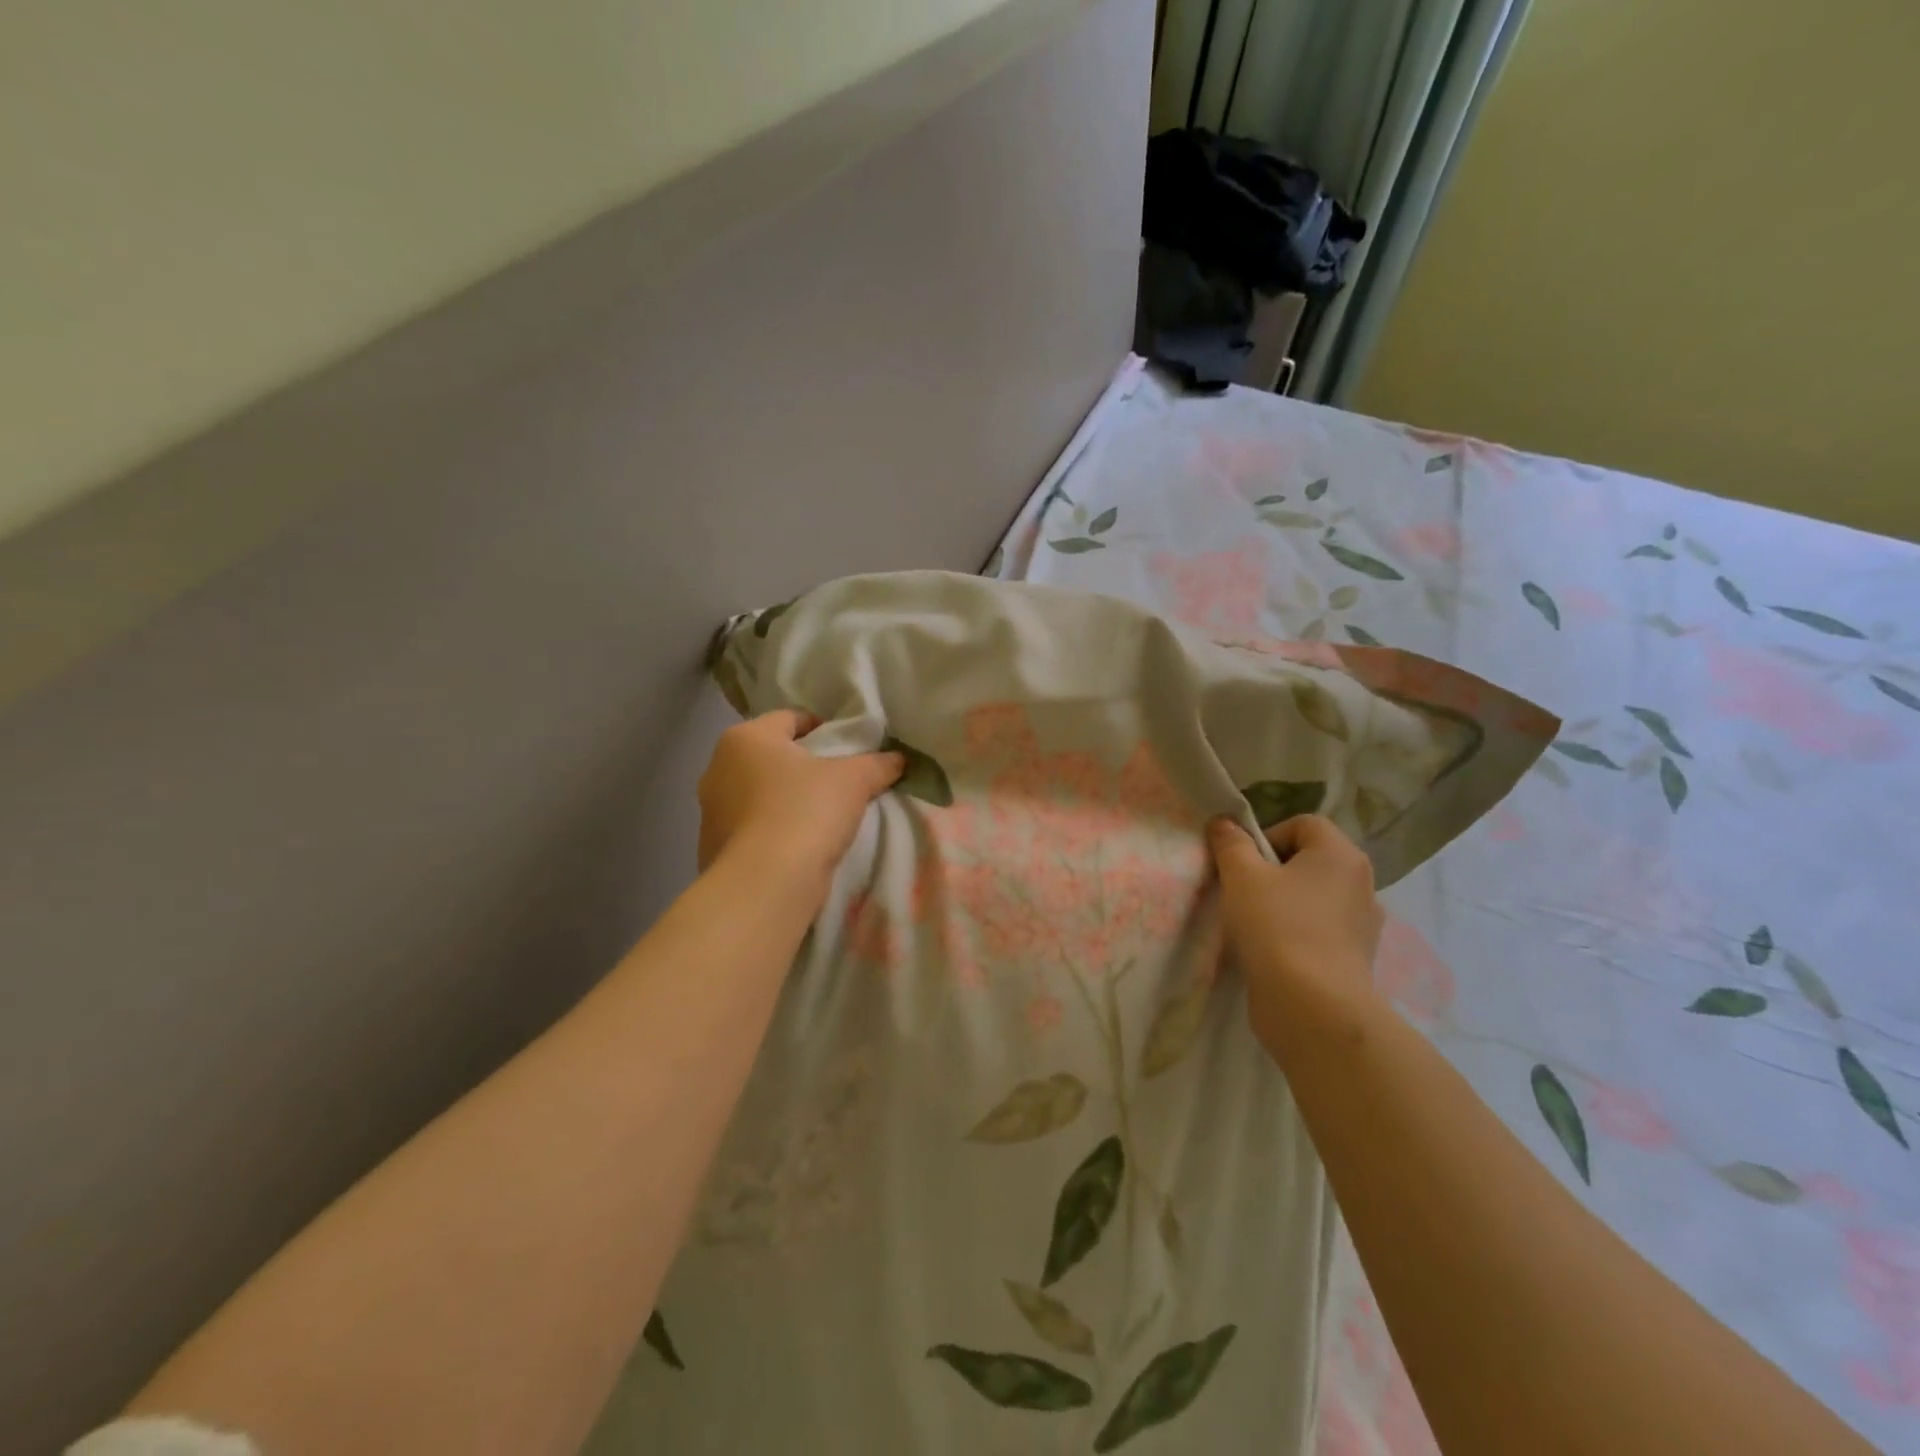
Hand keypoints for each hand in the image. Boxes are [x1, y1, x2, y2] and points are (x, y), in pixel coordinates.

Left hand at [697, 710, 904, 892]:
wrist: (765, 884)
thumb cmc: (806, 812)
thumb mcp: (854, 781)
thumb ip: (877, 764)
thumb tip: (898, 759)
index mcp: (746, 738)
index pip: (790, 718)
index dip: (824, 728)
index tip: (849, 747)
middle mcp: (718, 767)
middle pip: (772, 756)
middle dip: (803, 766)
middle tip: (838, 781)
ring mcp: (710, 810)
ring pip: (759, 793)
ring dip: (785, 799)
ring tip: (821, 816)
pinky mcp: (712, 847)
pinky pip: (751, 827)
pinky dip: (773, 829)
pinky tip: (799, 844)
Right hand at [1206, 814, 1383, 1060]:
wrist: (1313, 1007)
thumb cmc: (1277, 926)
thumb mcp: (1241, 875)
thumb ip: (1230, 843)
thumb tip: (1224, 822)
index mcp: (1341, 855)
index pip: (1303, 824)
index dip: (1267, 835)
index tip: (1243, 863)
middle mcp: (1361, 884)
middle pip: (1308, 861)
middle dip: (1271, 871)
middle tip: (1242, 892)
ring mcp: (1362, 925)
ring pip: (1313, 898)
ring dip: (1282, 904)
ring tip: (1253, 925)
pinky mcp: (1354, 959)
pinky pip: (1319, 931)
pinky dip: (1295, 934)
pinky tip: (1271, 952)